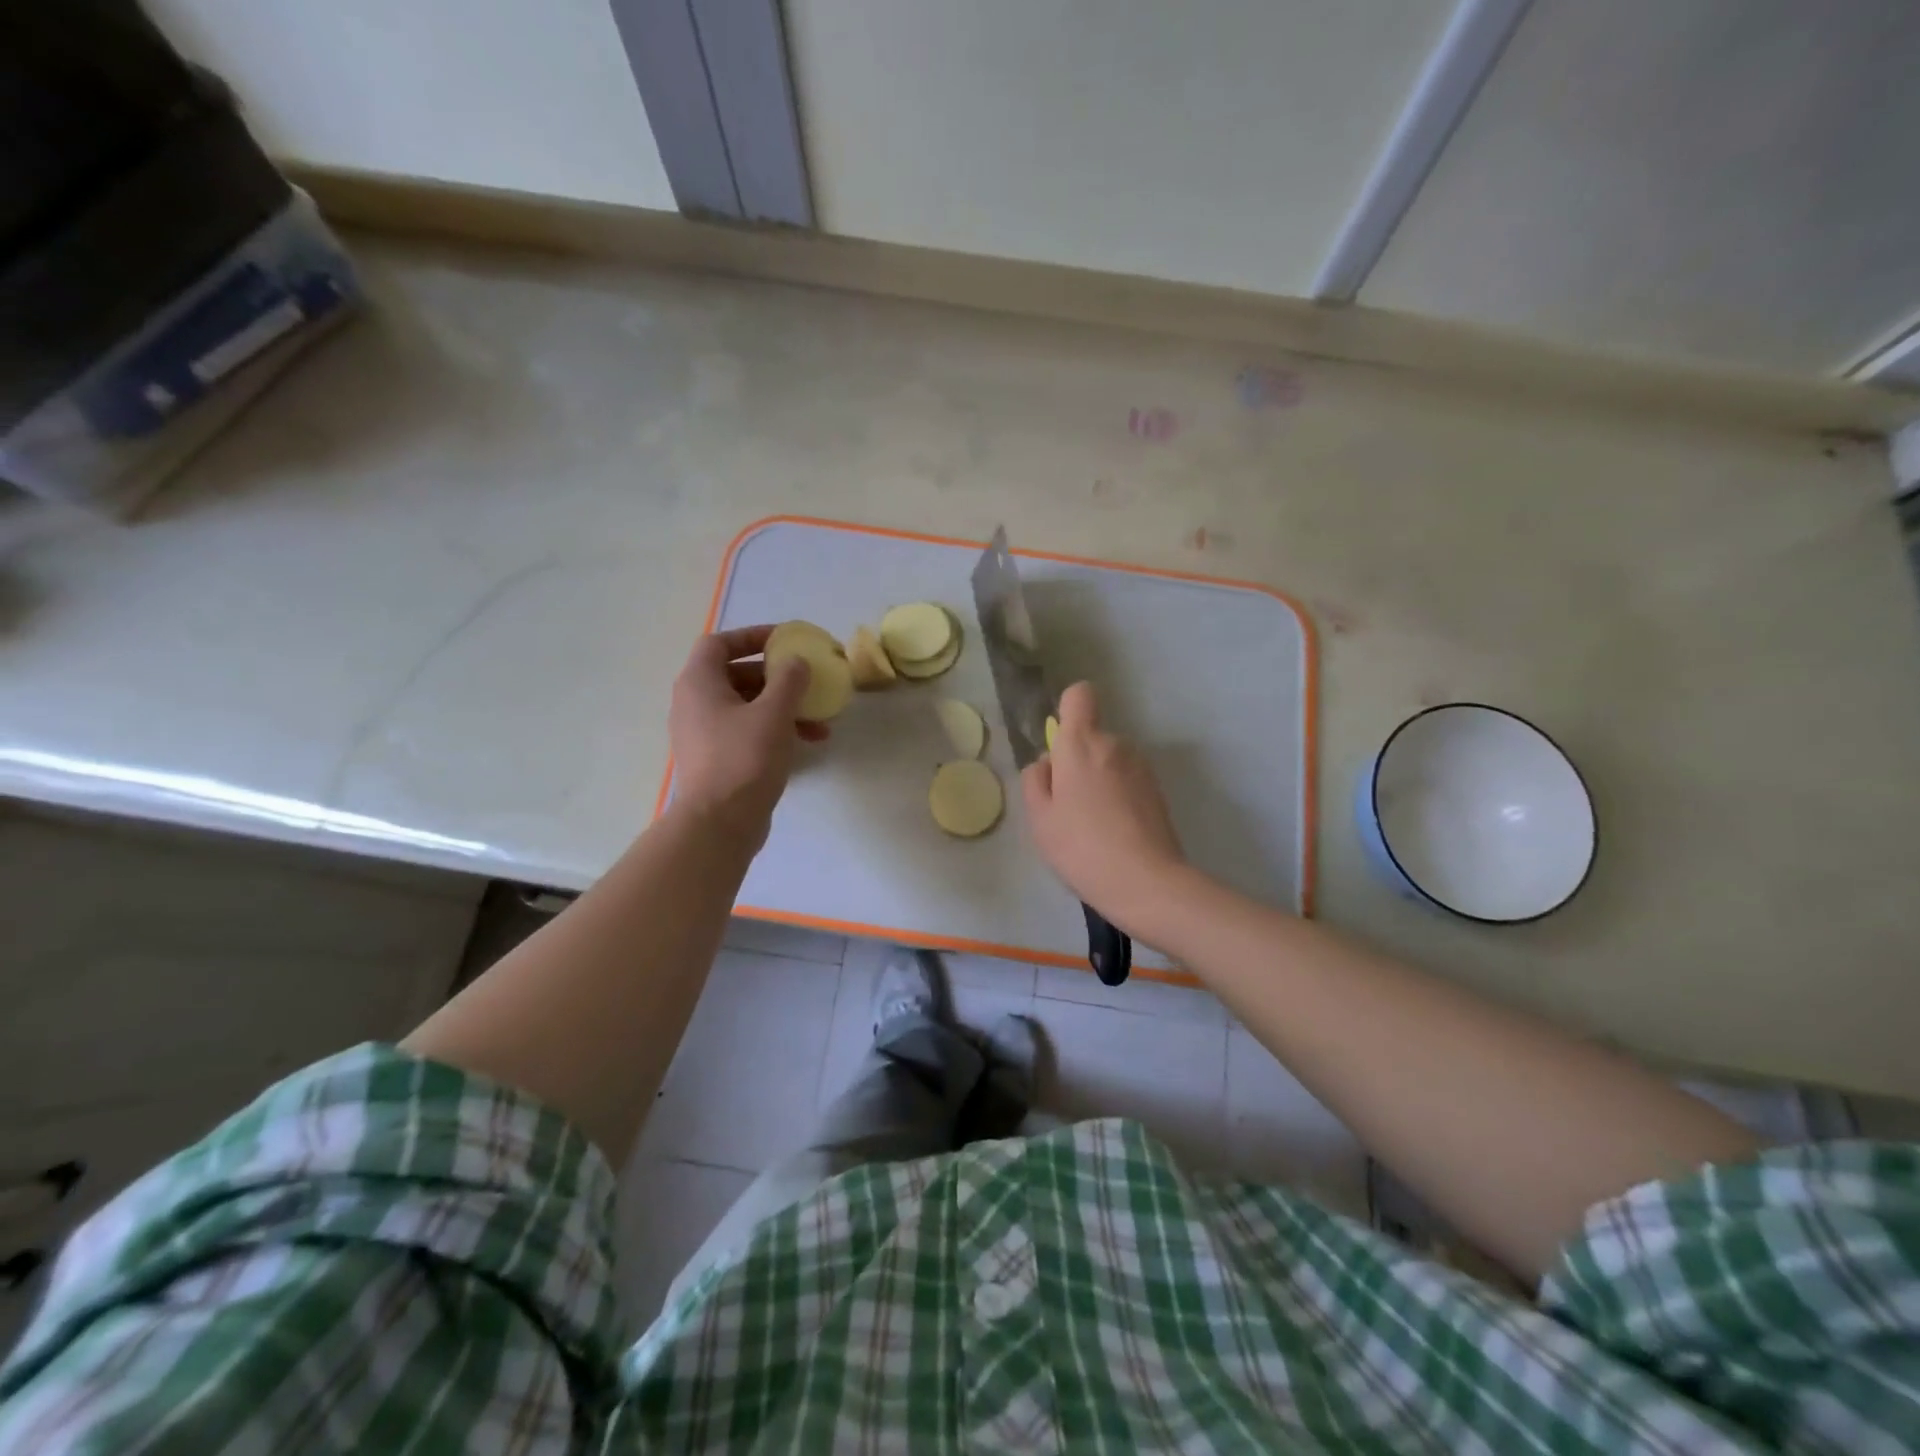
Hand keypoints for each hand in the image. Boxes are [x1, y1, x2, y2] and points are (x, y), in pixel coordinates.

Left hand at [668, 625, 821, 844]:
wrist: (719, 824)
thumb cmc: (744, 759)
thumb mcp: (773, 713)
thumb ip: (788, 680)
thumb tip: (796, 662)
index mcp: (699, 683)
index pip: (719, 643)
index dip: (751, 636)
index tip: (783, 641)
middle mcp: (695, 704)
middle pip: (736, 675)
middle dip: (776, 677)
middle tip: (806, 680)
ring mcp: (704, 733)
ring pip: (747, 706)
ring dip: (783, 707)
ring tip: (819, 720)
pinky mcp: (717, 758)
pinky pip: (747, 731)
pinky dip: (775, 729)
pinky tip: (808, 741)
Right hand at [1021, 682, 1184, 931]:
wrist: (1147, 883)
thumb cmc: (1082, 848)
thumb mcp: (1040, 818)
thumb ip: (1035, 780)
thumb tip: (1048, 763)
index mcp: (1081, 744)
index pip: (1079, 695)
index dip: (1067, 710)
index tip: (1059, 744)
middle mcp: (1116, 744)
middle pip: (1091, 736)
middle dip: (1077, 761)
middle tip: (1068, 807)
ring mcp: (1141, 767)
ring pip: (1110, 761)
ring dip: (1099, 780)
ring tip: (1092, 825)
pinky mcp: (1158, 790)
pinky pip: (1127, 781)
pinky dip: (1118, 797)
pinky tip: (1115, 833)